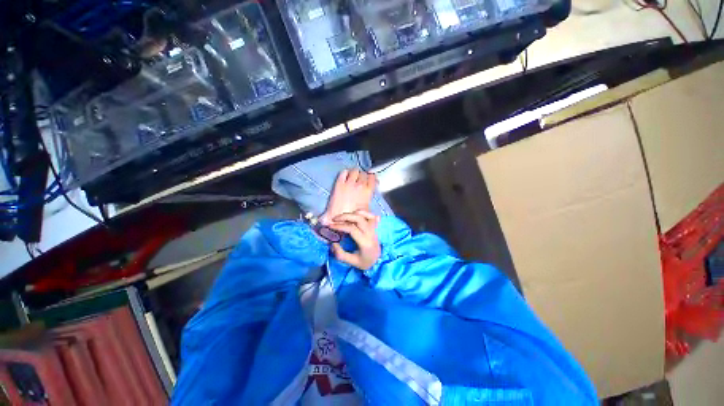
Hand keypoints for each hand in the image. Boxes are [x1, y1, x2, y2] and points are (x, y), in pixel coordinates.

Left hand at [321, 169, 376, 224]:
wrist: (340, 220)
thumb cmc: (354, 217)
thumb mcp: (367, 210)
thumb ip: (371, 202)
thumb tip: (376, 205)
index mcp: (368, 191)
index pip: (372, 177)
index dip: (370, 177)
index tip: (368, 179)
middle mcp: (360, 185)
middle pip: (363, 173)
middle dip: (362, 175)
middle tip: (359, 179)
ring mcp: (349, 183)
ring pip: (354, 171)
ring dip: (354, 173)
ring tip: (352, 177)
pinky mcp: (339, 184)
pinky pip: (344, 172)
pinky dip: (345, 173)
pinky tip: (344, 177)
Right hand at [328, 210, 380, 270]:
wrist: (379, 261)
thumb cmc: (365, 262)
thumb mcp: (352, 262)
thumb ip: (340, 254)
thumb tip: (332, 243)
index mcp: (365, 242)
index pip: (352, 228)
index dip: (340, 226)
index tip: (330, 226)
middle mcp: (370, 233)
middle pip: (358, 218)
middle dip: (345, 216)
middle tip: (335, 219)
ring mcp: (374, 228)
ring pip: (365, 215)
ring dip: (353, 213)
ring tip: (344, 217)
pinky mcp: (376, 226)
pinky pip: (371, 215)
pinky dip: (363, 212)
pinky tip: (355, 214)